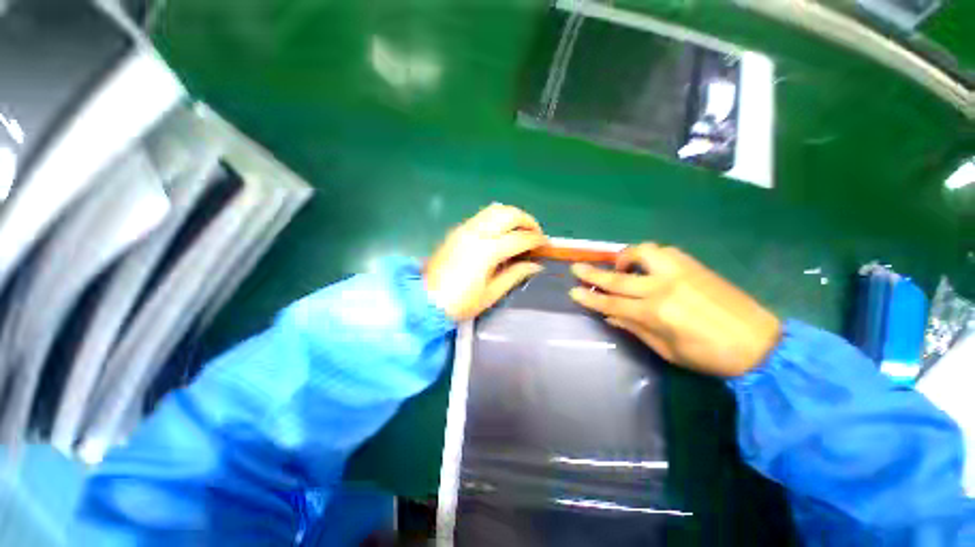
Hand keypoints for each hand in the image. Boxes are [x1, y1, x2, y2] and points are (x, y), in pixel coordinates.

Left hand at [425, 204, 546, 320]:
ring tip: (521, 230)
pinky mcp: (457, 230)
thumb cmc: (460, 302)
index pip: (520, 238)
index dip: (537, 240)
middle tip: (536, 234)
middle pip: (509, 214)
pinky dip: (498, 218)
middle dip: (528, 220)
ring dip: (513, 216)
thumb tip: (536, 265)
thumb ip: (515, 275)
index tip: (546, 245)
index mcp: (487, 251)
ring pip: (495, 209)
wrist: (425, 300)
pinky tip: (501, 232)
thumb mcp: (491, 293)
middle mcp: (477, 233)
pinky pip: (483, 215)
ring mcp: (465, 229)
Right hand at [569, 243, 781, 376]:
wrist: (760, 343)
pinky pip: (663, 252)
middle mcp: (663, 287)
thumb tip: (610, 316)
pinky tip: (648, 265)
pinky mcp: (694, 265)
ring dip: (624, 257)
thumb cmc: (710, 356)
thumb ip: (635, 329)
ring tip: (620, 266)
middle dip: (593, 273)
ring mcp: (679, 272)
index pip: (611, 303)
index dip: (590, 298)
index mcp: (656, 313)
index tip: (572, 291)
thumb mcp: (667, 350)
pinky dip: (648, 256)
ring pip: (642, 252)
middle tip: (576, 268)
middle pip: (618, 277)